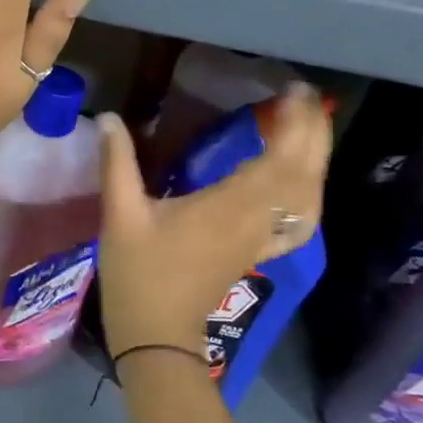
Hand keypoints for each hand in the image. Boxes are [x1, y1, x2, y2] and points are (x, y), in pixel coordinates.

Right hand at [94, 86, 331, 356]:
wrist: (155, 332)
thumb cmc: (137, 272)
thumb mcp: (120, 214)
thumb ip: (117, 163)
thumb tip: (107, 118)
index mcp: (228, 206)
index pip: (278, 159)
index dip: (294, 124)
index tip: (293, 91)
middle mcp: (256, 220)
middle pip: (303, 174)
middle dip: (313, 133)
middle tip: (304, 98)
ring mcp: (261, 239)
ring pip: (307, 197)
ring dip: (315, 160)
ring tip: (305, 128)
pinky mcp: (257, 252)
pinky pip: (297, 222)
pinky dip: (308, 198)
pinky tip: (303, 186)